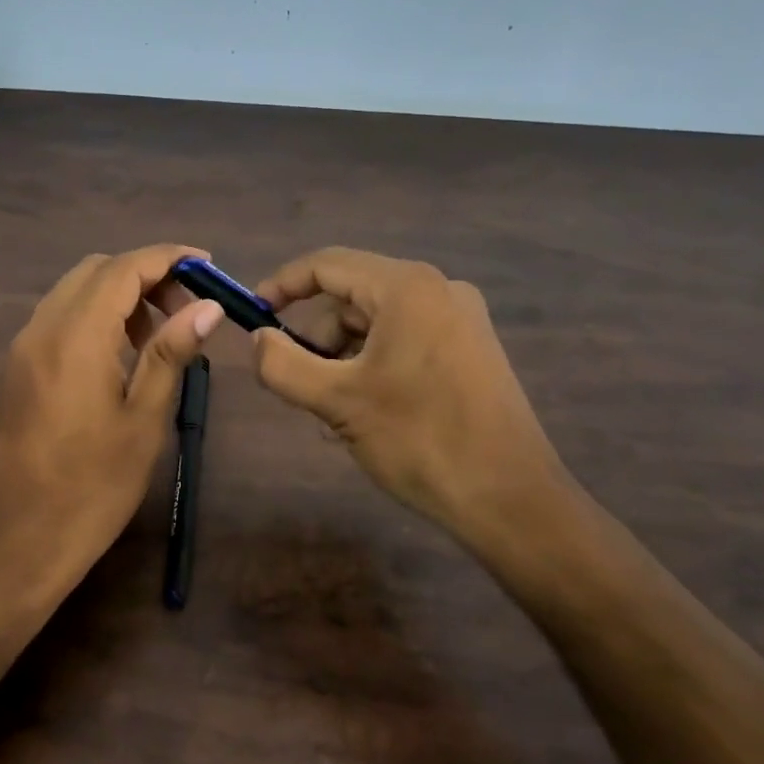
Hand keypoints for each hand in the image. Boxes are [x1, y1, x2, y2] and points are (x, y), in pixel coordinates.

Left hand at [0, 245, 223, 595]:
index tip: (207, 265)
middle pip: (95, 271)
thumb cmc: (91, 490)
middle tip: (187, 308)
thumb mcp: (143, 422)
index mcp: (74, 339)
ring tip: (161, 333)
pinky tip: (123, 354)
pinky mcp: (18, 370)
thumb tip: (207, 307)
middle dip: (144, 274)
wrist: (15, 543)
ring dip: (119, 296)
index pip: (122, 269)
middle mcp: (41, 330)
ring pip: (74, 293)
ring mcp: (23, 349)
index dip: (167, 258)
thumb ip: (170, 354)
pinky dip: (96, 317)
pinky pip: (59, 319)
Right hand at [251, 247, 574, 556]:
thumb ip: (283, 364)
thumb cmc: (420, 441)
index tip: (253, 315)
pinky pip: (405, 340)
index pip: (327, 264)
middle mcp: (438, 289)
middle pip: (352, 296)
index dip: (283, 284)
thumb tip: (258, 339)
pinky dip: (374, 365)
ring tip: (333, 413)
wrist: (511, 499)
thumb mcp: (338, 402)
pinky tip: (366, 413)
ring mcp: (461, 319)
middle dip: (317, 336)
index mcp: (407, 288)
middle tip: (299, 384)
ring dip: (343, 358)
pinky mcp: (472, 349)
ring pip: (377, 322)